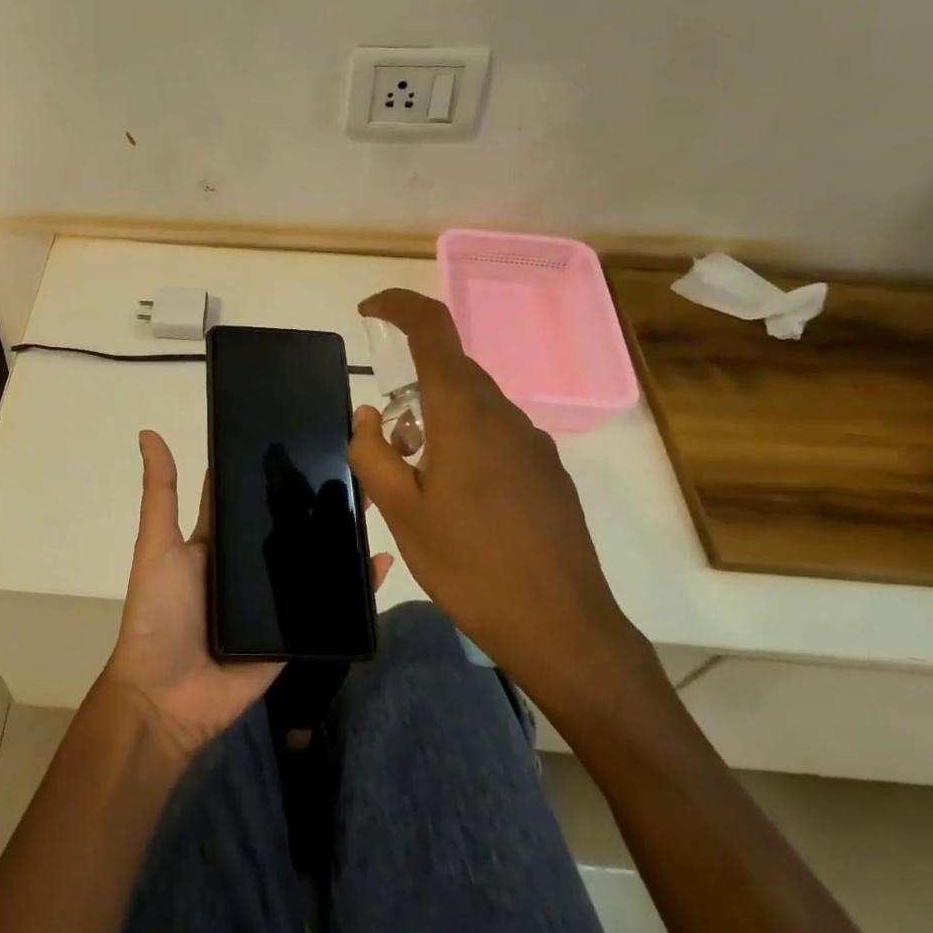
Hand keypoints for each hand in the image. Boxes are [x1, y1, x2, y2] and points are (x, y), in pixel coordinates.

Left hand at [104, 431, 391, 762]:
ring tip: (377, 500)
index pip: (248, 496)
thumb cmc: (158, 614)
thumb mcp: (157, 545)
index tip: (305, 433)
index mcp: (217, 541)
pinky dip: (356, 587)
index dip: (271, 468)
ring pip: (314, 559)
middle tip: (355, 463)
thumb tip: (148, 432)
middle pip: (288, 525)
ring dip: (342, 534)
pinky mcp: (295, 633)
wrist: (167, 699)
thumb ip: (160, 493)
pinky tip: (382, 561)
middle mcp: (248, 565)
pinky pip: (330, 606)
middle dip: (317, 496)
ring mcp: (274, 600)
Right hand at [347, 289, 647, 711]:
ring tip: (419, 480)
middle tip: (387, 441)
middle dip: (411, 384)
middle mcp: (504, 414)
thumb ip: (374, 454)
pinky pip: (497, 434)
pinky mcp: (549, 471)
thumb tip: (369, 416)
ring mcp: (533, 442)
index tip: (369, 311)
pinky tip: (461, 500)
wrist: (563, 627)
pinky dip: (467, 442)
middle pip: (452, 369)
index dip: (399, 305)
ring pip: (474, 404)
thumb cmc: (471, 566)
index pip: (434, 328)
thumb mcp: (401, 514)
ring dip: (438, 419)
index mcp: (464, 414)